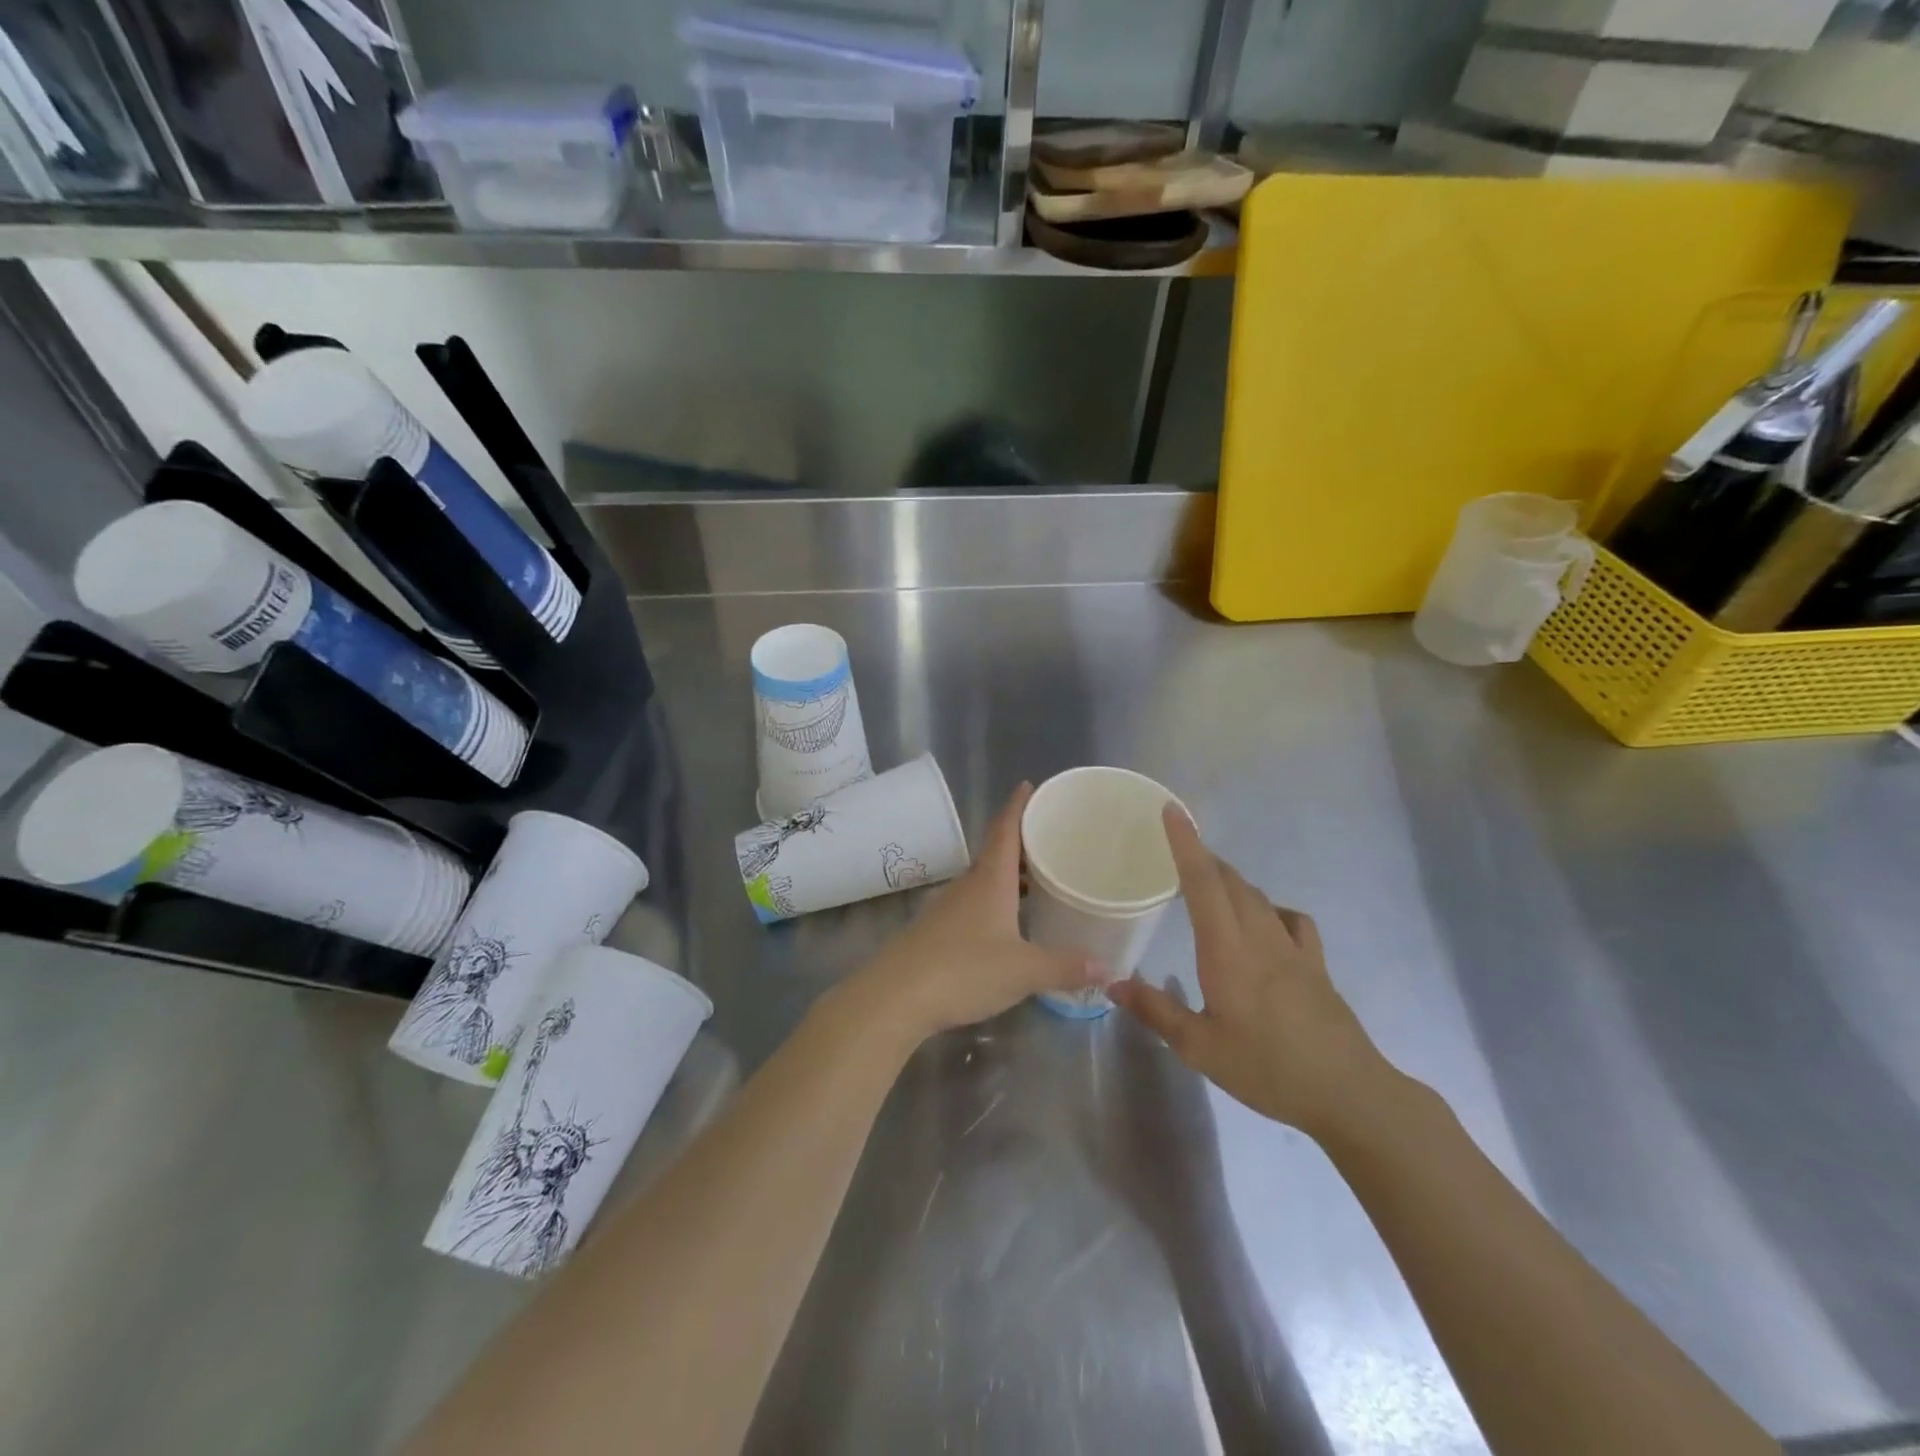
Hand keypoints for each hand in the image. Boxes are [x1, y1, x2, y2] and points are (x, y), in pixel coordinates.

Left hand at [847, 782, 1098, 1042]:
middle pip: (995, 854)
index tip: (1028, 786)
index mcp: (989, 880)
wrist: (896, 996)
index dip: (1017, 806)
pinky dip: (994, 903)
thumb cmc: (964, 970)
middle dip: (1021, 844)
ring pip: (983, 881)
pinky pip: (972, 905)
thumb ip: (1065, 966)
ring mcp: (947, 908)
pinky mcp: (935, 931)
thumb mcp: (1024, 971)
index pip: (1004, 829)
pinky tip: (1007, 925)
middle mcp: (967, 885)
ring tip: (1037, 883)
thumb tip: (1106, 965)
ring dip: (1008, 877)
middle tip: (1050, 841)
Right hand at [1108, 807, 1397, 1140]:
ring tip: (1210, 884)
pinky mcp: (1315, 964)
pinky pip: (1291, 920)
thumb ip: (1155, 1010)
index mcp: (1227, 951)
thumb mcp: (1199, 1048)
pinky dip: (1271, 909)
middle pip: (1230, 881)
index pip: (1202, 883)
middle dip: (1204, 859)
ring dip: (1231, 881)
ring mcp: (1293, 948)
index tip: (1172, 811)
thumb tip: (1111, 982)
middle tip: (1178, 852)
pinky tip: (1266, 923)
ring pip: (1258, 897)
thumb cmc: (1266, 1069)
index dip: (1186, 844)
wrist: (1347, 1093)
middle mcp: (1259, 937)